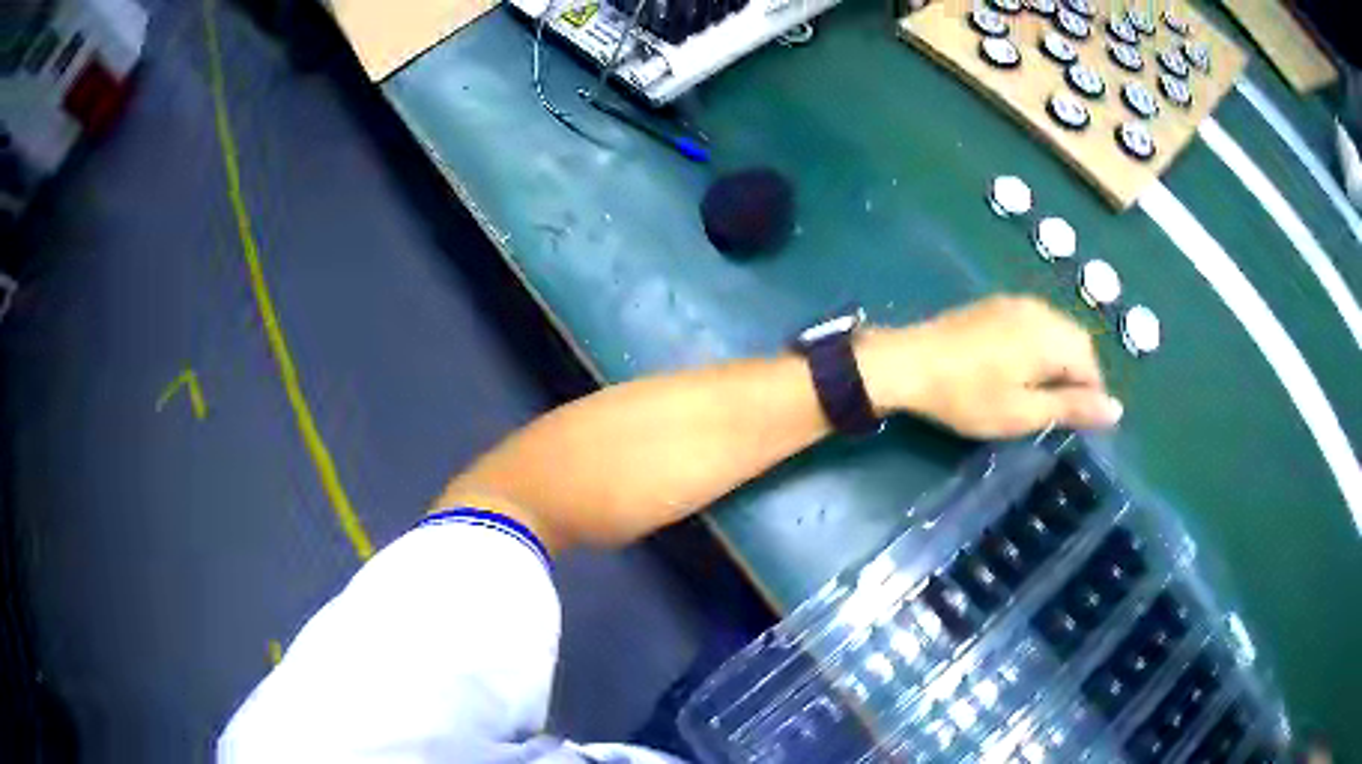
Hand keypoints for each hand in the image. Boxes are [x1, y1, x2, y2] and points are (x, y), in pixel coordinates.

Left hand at [856, 295, 1122, 438]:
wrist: (908, 363)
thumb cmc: (968, 396)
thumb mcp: (1023, 412)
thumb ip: (1071, 407)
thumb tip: (1117, 409)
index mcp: (1051, 336)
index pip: (1091, 363)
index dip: (1090, 395)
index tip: (1075, 422)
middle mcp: (1039, 311)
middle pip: (1076, 341)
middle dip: (1077, 375)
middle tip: (1057, 410)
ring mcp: (1015, 303)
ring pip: (1055, 330)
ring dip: (1058, 359)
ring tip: (1039, 392)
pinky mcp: (994, 304)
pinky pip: (1034, 322)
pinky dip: (1039, 346)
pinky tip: (1019, 367)